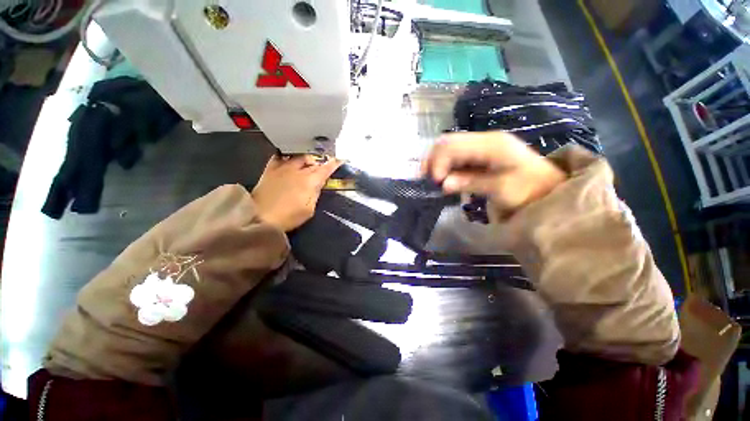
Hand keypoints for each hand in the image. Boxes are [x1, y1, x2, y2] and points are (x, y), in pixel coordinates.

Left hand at [252, 155, 340, 231]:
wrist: (260, 217)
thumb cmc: (288, 217)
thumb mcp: (309, 210)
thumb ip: (315, 194)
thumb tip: (318, 184)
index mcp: (310, 181)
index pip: (325, 169)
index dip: (333, 164)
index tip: (339, 160)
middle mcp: (298, 171)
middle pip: (313, 163)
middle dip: (320, 164)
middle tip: (323, 168)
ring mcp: (283, 168)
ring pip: (299, 157)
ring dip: (306, 160)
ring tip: (308, 164)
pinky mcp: (270, 169)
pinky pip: (281, 157)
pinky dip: (288, 158)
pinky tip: (289, 161)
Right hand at [420, 132, 565, 214]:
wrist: (547, 187)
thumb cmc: (529, 190)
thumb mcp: (502, 189)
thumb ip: (471, 183)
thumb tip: (443, 184)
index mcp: (492, 144)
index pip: (453, 145)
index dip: (439, 162)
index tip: (436, 183)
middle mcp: (484, 139)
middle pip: (447, 141)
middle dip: (433, 160)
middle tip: (427, 180)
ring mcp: (481, 144)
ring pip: (448, 146)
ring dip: (436, 162)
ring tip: (433, 179)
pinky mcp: (478, 152)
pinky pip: (454, 154)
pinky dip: (444, 165)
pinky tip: (442, 176)